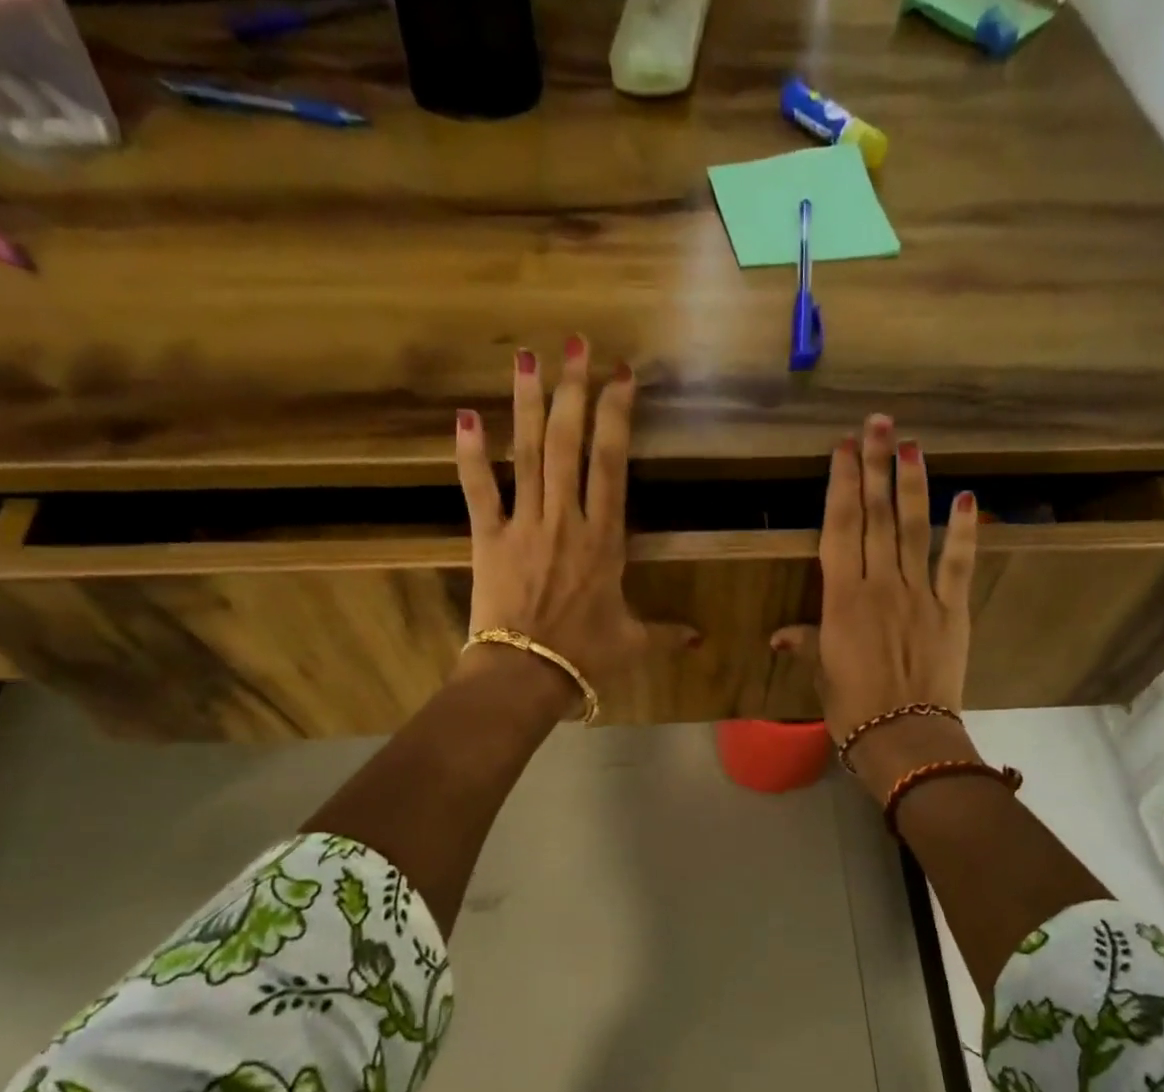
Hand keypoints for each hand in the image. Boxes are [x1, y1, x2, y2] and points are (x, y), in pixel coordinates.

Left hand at [453, 337, 690, 715]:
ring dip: (528, 403)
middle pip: (570, 443)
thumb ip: (665, 633)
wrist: (527, 674)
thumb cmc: (585, 657)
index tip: (620, 376)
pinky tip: (465, 416)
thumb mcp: (633, 643)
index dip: (616, 415)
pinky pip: (479, 489)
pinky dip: (469, 454)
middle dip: (573, 390)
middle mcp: (566, 519)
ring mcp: (525, 525)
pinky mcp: (488, 538)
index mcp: (605, 539)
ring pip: (528, 453)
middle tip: (576, 344)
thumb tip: (699, 640)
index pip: (612, 464)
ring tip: (527, 357)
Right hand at [772, 414, 980, 796]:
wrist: (904, 737)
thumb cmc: (852, 709)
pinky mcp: (952, 611)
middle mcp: (880, 586)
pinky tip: (966, 497)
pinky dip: (963, 531)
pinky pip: (957, 565)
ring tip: (911, 444)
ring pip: (914, 529)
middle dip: (875, 467)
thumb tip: (778, 636)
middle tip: (878, 423)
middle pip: (877, 517)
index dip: (842, 486)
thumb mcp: (822, 675)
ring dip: (912, 484)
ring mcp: (919, 595)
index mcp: (842, 599)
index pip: (840, 529)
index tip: (844, 449)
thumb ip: (806, 644)